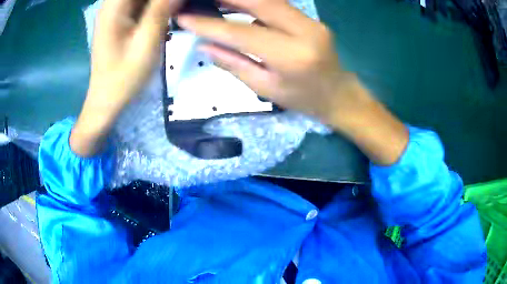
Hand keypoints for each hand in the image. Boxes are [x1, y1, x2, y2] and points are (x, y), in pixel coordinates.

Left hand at [89, 0, 182, 106]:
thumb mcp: (146, 43)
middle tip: (177, 9)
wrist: (107, 98)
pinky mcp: (120, 17)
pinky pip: (140, 3)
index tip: (175, 4)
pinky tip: (166, 13)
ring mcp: (115, 10)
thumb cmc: (123, 76)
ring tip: (174, 11)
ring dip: (161, 3)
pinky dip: (156, 5)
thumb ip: (161, 10)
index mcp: (114, 6)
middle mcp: (112, 3)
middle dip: (163, 0)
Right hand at [178, 0, 408, 164]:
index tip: (185, 18)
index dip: (210, 24)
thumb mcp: (265, 88)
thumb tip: (205, 45)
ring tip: (215, 2)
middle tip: (200, 0)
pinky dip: (253, 3)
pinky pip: (277, 4)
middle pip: (260, 2)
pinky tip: (235, 5)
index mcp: (292, 57)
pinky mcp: (311, 19)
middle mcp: (305, 31)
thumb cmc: (303, 100)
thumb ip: (234, 64)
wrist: (339, 95)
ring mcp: (311, 22)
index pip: (242, 33)